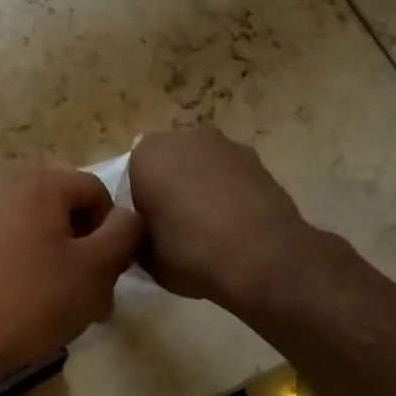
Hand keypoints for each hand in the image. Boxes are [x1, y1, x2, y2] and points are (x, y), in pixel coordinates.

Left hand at [0, 166, 143, 388]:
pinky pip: (20, 248)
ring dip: (68, 268)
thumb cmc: (34, 300)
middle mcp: (8, 188)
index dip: (114, 232)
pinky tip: (39, 310)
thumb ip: (124, 233)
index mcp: (39, 183)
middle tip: (97, 298)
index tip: (110, 274)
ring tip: (72, 312)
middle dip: (91, 253)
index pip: (98, 193)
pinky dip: (37, 272)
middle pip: (71, 213)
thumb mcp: (96, 268)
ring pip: (47, 235)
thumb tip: (127, 217)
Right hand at [126, 125, 318, 311]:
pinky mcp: (256, 159)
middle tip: (175, 225)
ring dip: (200, 186)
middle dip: (169, 186)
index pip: (130, 176)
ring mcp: (225, 145)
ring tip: (210, 226)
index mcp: (146, 155)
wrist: (265, 258)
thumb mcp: (145, 256)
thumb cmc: (191, 253)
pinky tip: (236, 223)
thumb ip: (135, 235)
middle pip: (168, 162)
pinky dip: (229, 192)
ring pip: (201, 165)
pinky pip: (230, 174)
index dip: (138, 203)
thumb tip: (140, 233)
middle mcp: (183, 137)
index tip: (147, 228)